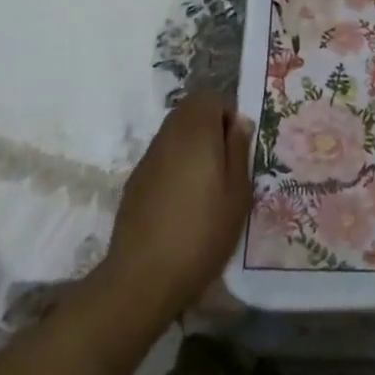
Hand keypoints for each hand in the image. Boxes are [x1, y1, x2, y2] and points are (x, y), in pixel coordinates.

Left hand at [94, 93, 253, 330]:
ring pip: (173, 133)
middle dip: (209, 126)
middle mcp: (168, 136)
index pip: (209, 97)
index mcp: (196, 132)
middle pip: (189, 111)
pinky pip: (161, 157)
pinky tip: (182, 202)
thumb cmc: (202, 232)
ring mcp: (147, 159)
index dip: (226, 113)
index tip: (236, 144)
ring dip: (191, 146)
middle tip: (225, 163)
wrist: (144, 277)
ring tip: (206, 184)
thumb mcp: (238, 193)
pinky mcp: (134, 182)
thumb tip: (239, 122)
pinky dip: (174, 165)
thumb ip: (238, 150)